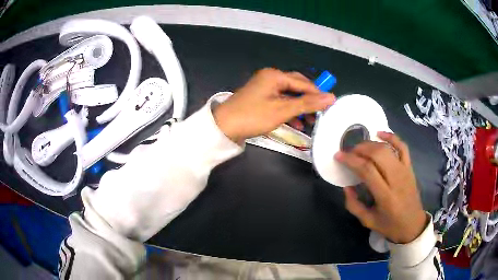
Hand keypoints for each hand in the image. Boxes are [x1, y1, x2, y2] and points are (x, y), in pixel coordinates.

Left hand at [213, 68, 334, 142]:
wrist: (224, 127)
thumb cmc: (253, 116)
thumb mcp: (282, 110)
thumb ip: (307, 103)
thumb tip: (331, 97)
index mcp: (275, 76)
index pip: (303, 83)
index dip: (318, 94)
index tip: (330, 106)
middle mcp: (270, 78)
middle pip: (296, 87)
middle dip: (308, 101)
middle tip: (319, 114)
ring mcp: (264, 89)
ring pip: (289, 96)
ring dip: (300, 108)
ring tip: (310, 122)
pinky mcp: (260, 99)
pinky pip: (280, 102)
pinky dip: (289, 111)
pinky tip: (297, 123)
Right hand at [334, 132, 426, 243]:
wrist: (413, 225)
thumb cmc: (390, 225)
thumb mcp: (368, 221)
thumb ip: (354, 205)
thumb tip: (346, 186)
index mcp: (385, 196)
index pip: (367, 170)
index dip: (351, 160)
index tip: (338, 156)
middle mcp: (396, 180)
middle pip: (378, 154)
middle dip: (360, 149)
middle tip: (349, 151)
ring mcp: (405, 171)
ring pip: (388, 149)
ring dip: (371, 143)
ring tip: (360, 147)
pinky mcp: (410, 167)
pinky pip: (402, 147)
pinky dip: (392, 137)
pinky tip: (380, 133)